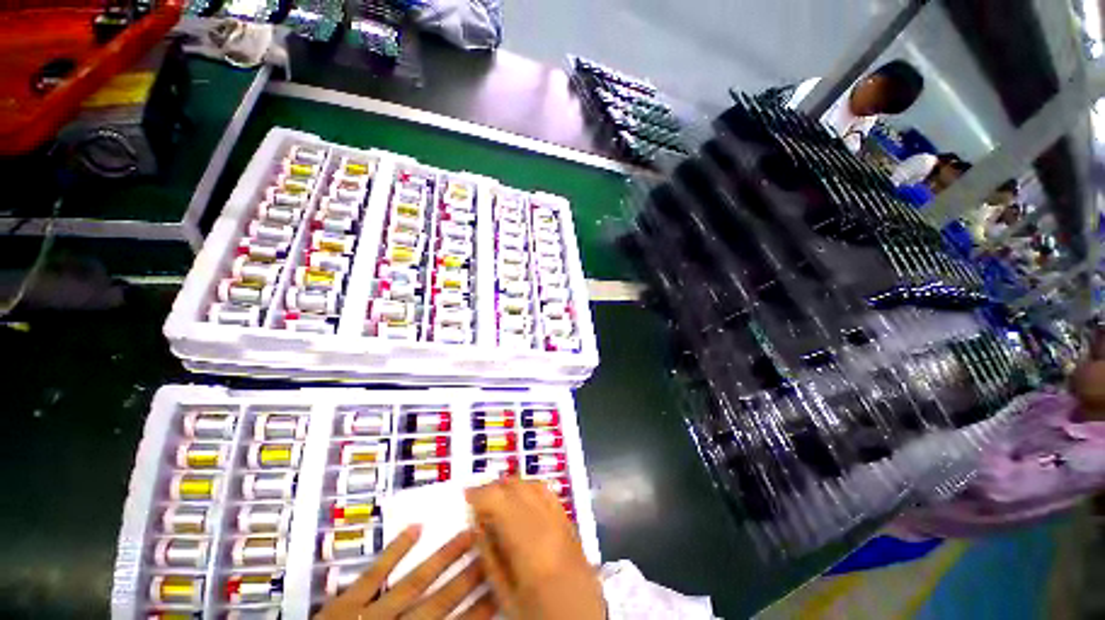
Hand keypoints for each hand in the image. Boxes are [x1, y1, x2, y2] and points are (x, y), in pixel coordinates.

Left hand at [316, 525, 494, 619]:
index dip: (478, 609)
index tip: (500, 586)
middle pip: (440, 601)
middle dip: (469, 576)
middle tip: (493, 549)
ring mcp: (370, 612)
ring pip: (415, 582)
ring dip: (443, 558)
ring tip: (468, 533)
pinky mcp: (346, 602)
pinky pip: (374, 574)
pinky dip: (396, 550)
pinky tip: (417, 527)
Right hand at [466, 479, 603, 619]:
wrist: (582, 619)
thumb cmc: (539, 614)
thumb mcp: (506, 594)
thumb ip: (490, 556)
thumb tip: (477, 525)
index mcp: (529, 542)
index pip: (500, 499)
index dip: (480, 493)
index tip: (466, 497)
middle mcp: (547, 521)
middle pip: (517, 486)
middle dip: (494, 488)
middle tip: (478, 500)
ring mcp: (562, 518)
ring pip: (532, 484)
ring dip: (512, 486)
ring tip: (496, 499)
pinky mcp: (569, 520)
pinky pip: (547, 493)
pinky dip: (530, 489)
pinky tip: (521, 501)